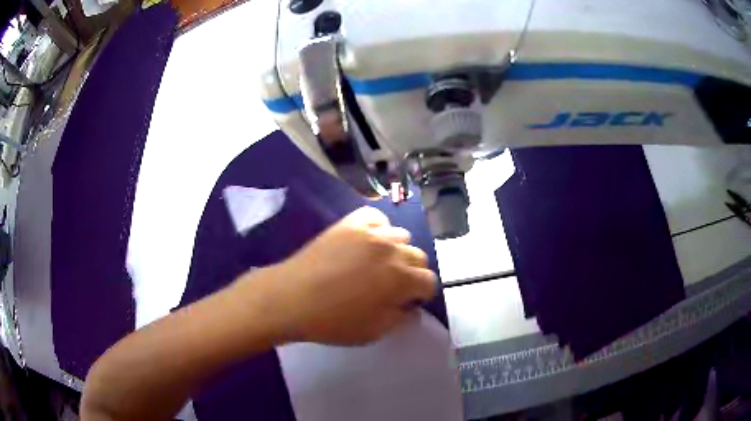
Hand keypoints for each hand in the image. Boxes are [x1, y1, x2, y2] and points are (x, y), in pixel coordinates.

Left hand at [241, 207, 436, 345]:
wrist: (292, 298)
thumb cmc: (333, 321)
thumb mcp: (374, 331)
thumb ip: (401, 318)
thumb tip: (411, 307)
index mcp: (402, 279)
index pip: (429, 281)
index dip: (421, 295)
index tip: (406, 303)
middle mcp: (393, 250)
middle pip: (419, 257)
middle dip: (412, 273)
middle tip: (391, 286)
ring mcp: (371, 233)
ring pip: (401, 236)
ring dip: (396, 252)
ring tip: (377, 264)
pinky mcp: (350, 223)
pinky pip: (376, 218)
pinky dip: (378, 229)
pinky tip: (367, 242)